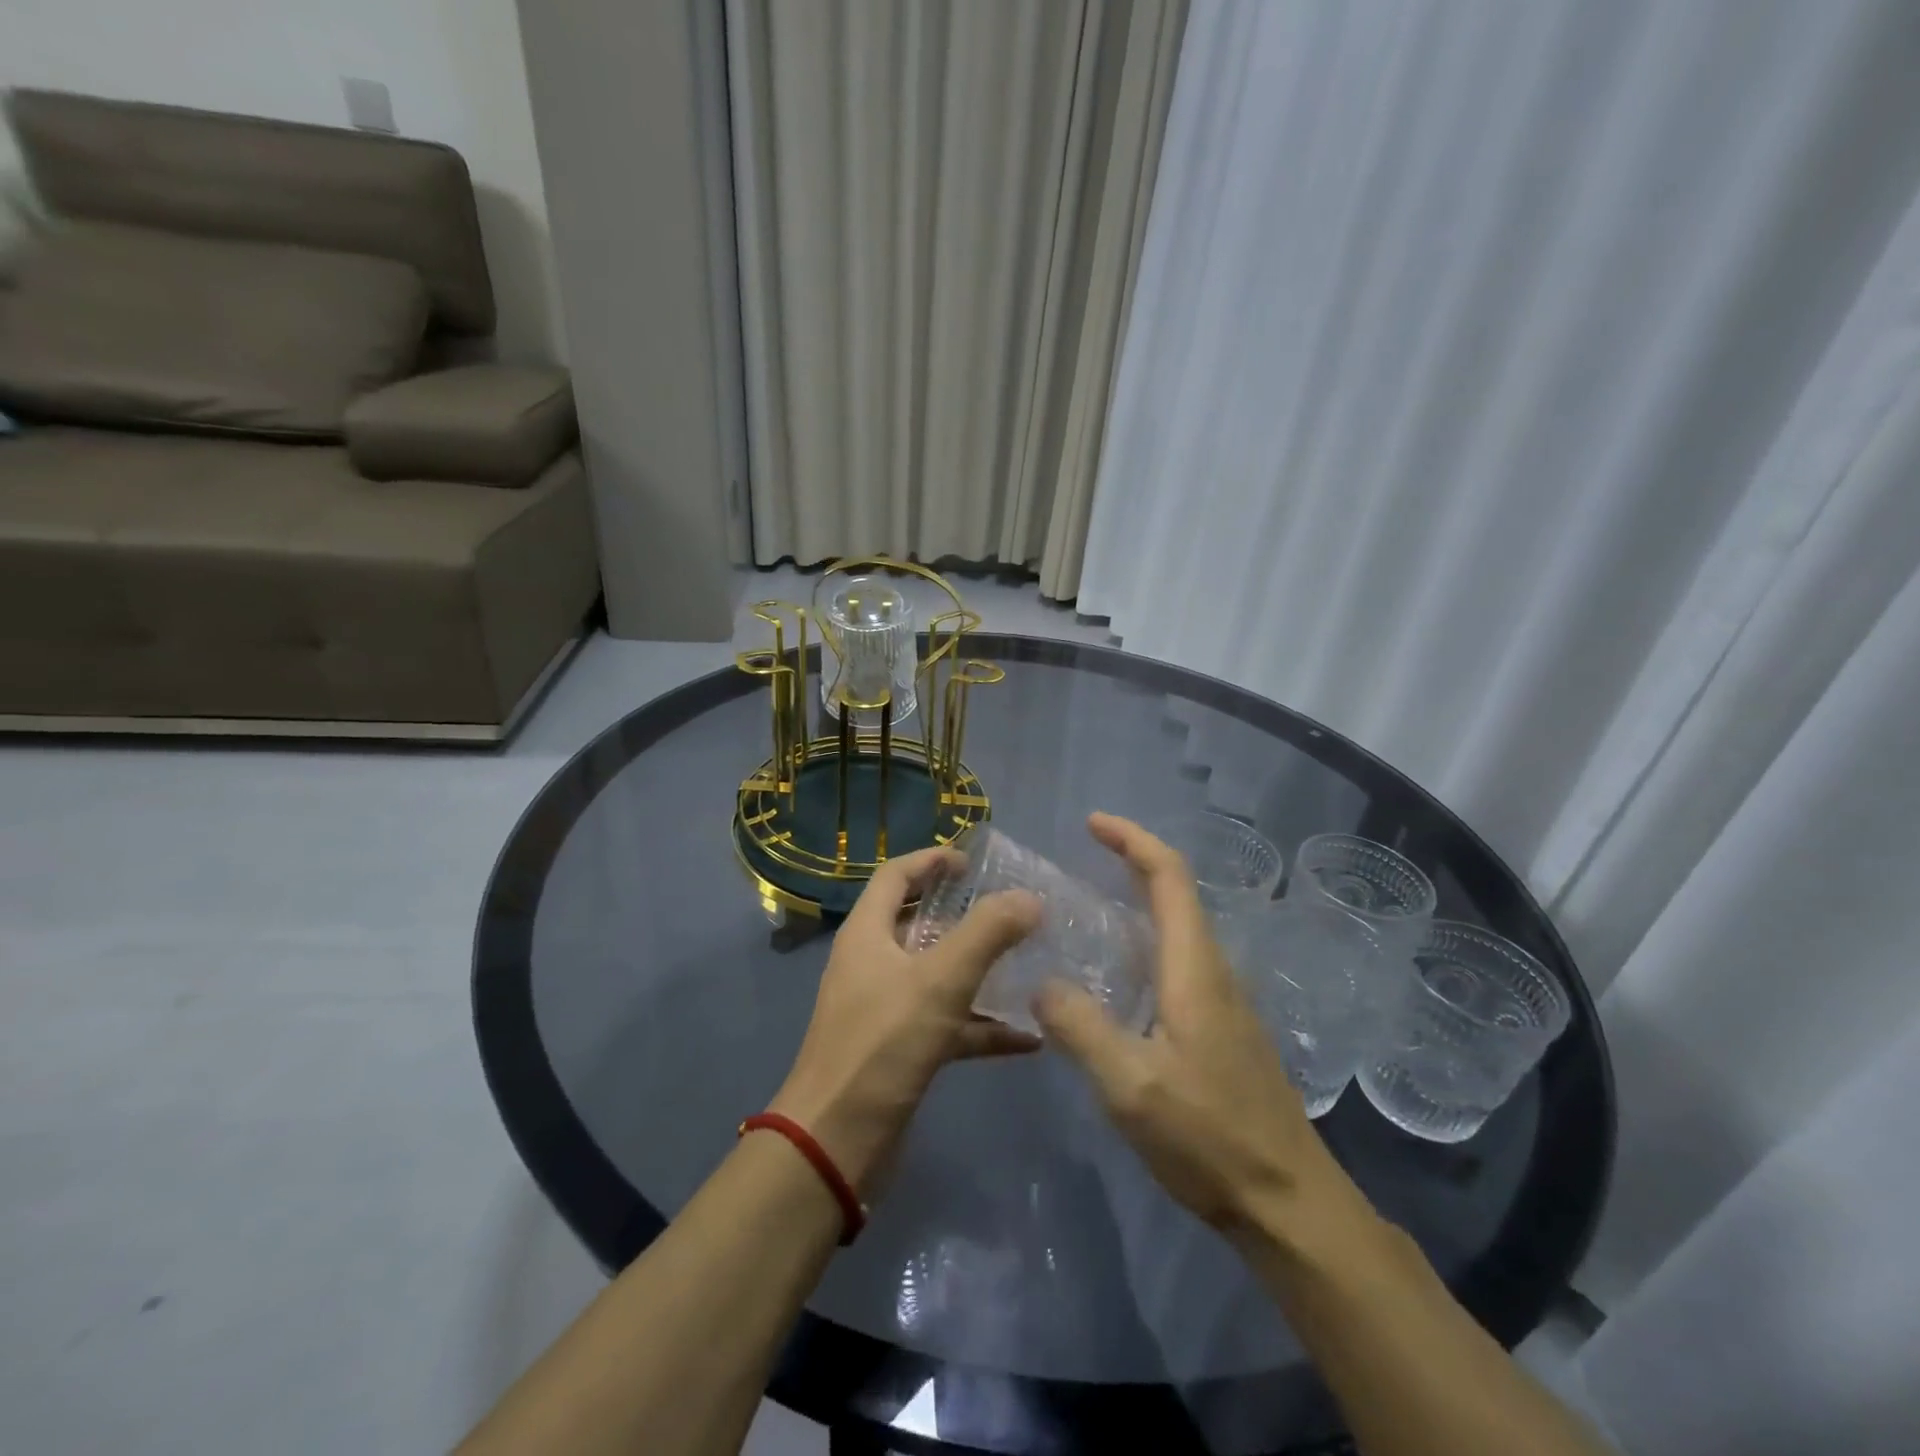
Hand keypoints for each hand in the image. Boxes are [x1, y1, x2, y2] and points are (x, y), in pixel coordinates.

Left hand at [771, 846, 1041, 1194]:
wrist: (836, 1142)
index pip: (895, 876)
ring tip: (1026, 964)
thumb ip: (987, 934)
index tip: (973, 862)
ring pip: (936, 975)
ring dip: (977, 969)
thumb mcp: (940, 981)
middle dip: (961, 913)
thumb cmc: (882, 1045)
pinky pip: (946, 1024)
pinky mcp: (898, 1050)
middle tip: (1008, 910)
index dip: (931, 860)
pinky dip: (980, 1025)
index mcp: (868, 933)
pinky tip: (1026, 1039)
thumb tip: (1029, 898)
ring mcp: (883, 1008)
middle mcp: (871, 963)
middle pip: (917, 922)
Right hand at [1034, 814, 1369, 1243]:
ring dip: (1137, 902)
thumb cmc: (1210, 1138)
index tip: (1093, 823)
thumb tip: (1042, 983)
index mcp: (1195, 968)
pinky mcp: (1221, 1029)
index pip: (1169, 877)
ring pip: (1178, 929)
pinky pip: (1177, 963)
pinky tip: (1114, 977)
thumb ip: (1080, 1026)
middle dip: (1131, 862)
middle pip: (1176, 894)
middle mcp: (1213, 971)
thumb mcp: (1131, 1085)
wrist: (1289, 1204)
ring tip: (1085, 910)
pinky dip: (1143, 943)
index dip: (1133, 840)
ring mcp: (1222, 1001)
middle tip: (1080, 857)